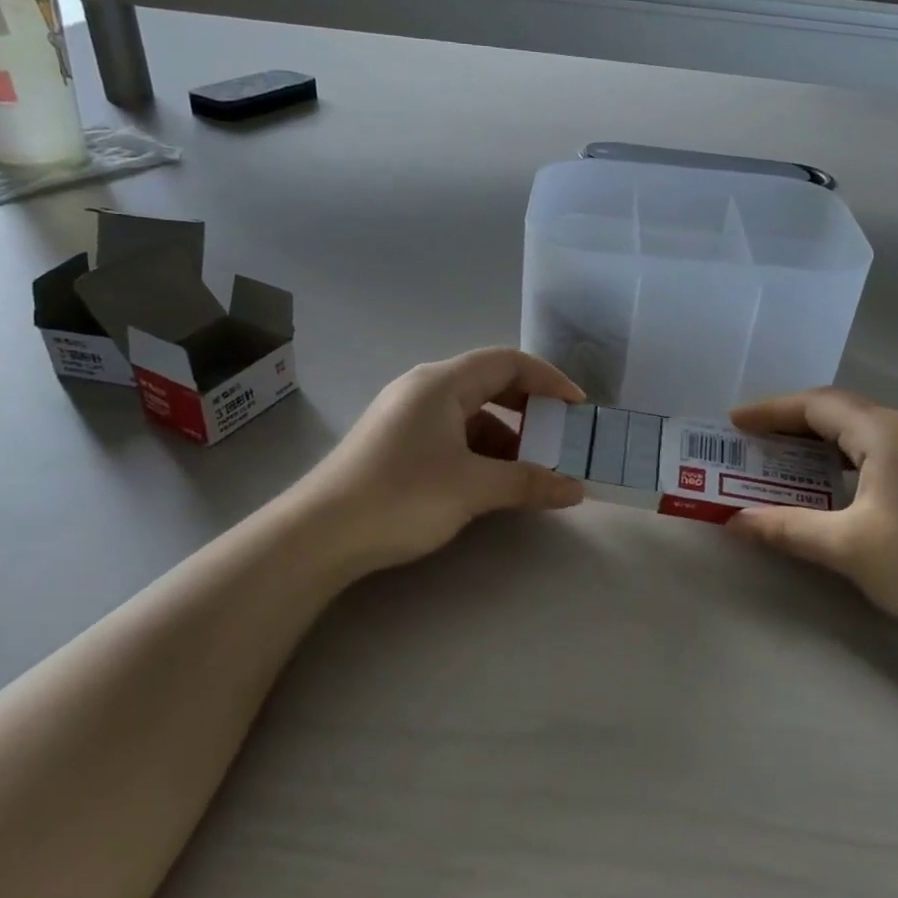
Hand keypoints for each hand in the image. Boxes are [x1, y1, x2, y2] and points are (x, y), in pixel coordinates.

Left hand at [293, 348, 586, 578]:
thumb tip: (575, 489)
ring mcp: (407, 417)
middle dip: (529, 410)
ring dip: (506, 438)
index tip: (578, 407)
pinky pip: (452, 436)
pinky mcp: (397, 444)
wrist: (319, 535)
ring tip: (531, 472)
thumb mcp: (472, 488)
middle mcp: (423, 390)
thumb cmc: (400, 496)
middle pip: (490, 384)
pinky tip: (492, 483)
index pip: (507, 362)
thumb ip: (529, 483)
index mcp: (441, 383)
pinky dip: (480, 453)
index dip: (548, 379)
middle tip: (559, 438)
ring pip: (471, 415)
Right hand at [728, 388, 897, 670]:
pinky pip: (874, 453)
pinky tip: (824, 484)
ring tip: (776, 460)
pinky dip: (838, 460)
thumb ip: (787, 528)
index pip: (816, 405)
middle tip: (748, 441)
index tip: (732, 422)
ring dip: (814, 442)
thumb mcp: (847, 547)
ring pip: (857, 433)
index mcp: (885, 432)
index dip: (770, 411)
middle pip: (836, 411)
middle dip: (788, 423)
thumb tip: (733, 522)